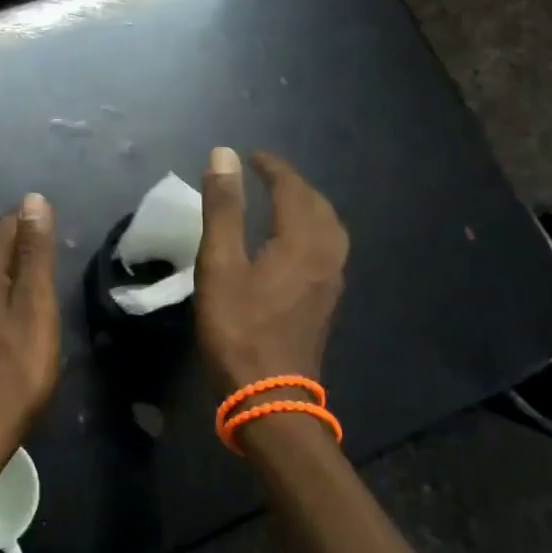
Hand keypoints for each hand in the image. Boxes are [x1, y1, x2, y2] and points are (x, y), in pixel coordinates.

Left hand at [0, 193, 60, 447]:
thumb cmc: (18, 367)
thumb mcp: (35, 305)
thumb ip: (34, 252)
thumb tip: (33, 200)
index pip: (3, 226)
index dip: (30, 222)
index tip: (55, 233)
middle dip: (17, 240)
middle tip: (50, 252)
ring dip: (7, 264)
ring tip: (36, 276)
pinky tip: (12, 304)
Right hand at [194, 148, 348, 396]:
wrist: (270, 397)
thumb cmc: (239, 328)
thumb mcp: (220, 263)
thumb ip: (224, 207)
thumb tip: (224, 155)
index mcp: (302, 241)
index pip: (293, 189)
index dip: (273, 167)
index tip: (251, 156)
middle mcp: (326, 255)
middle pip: (318, 205)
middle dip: (293, 184)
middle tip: (265, 174)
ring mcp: (331, 281)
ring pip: (329, 228)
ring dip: (308, 206)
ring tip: (282, 201)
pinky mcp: (326, 302)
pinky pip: (328, 248)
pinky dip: (312, 229)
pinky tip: (293, 242)